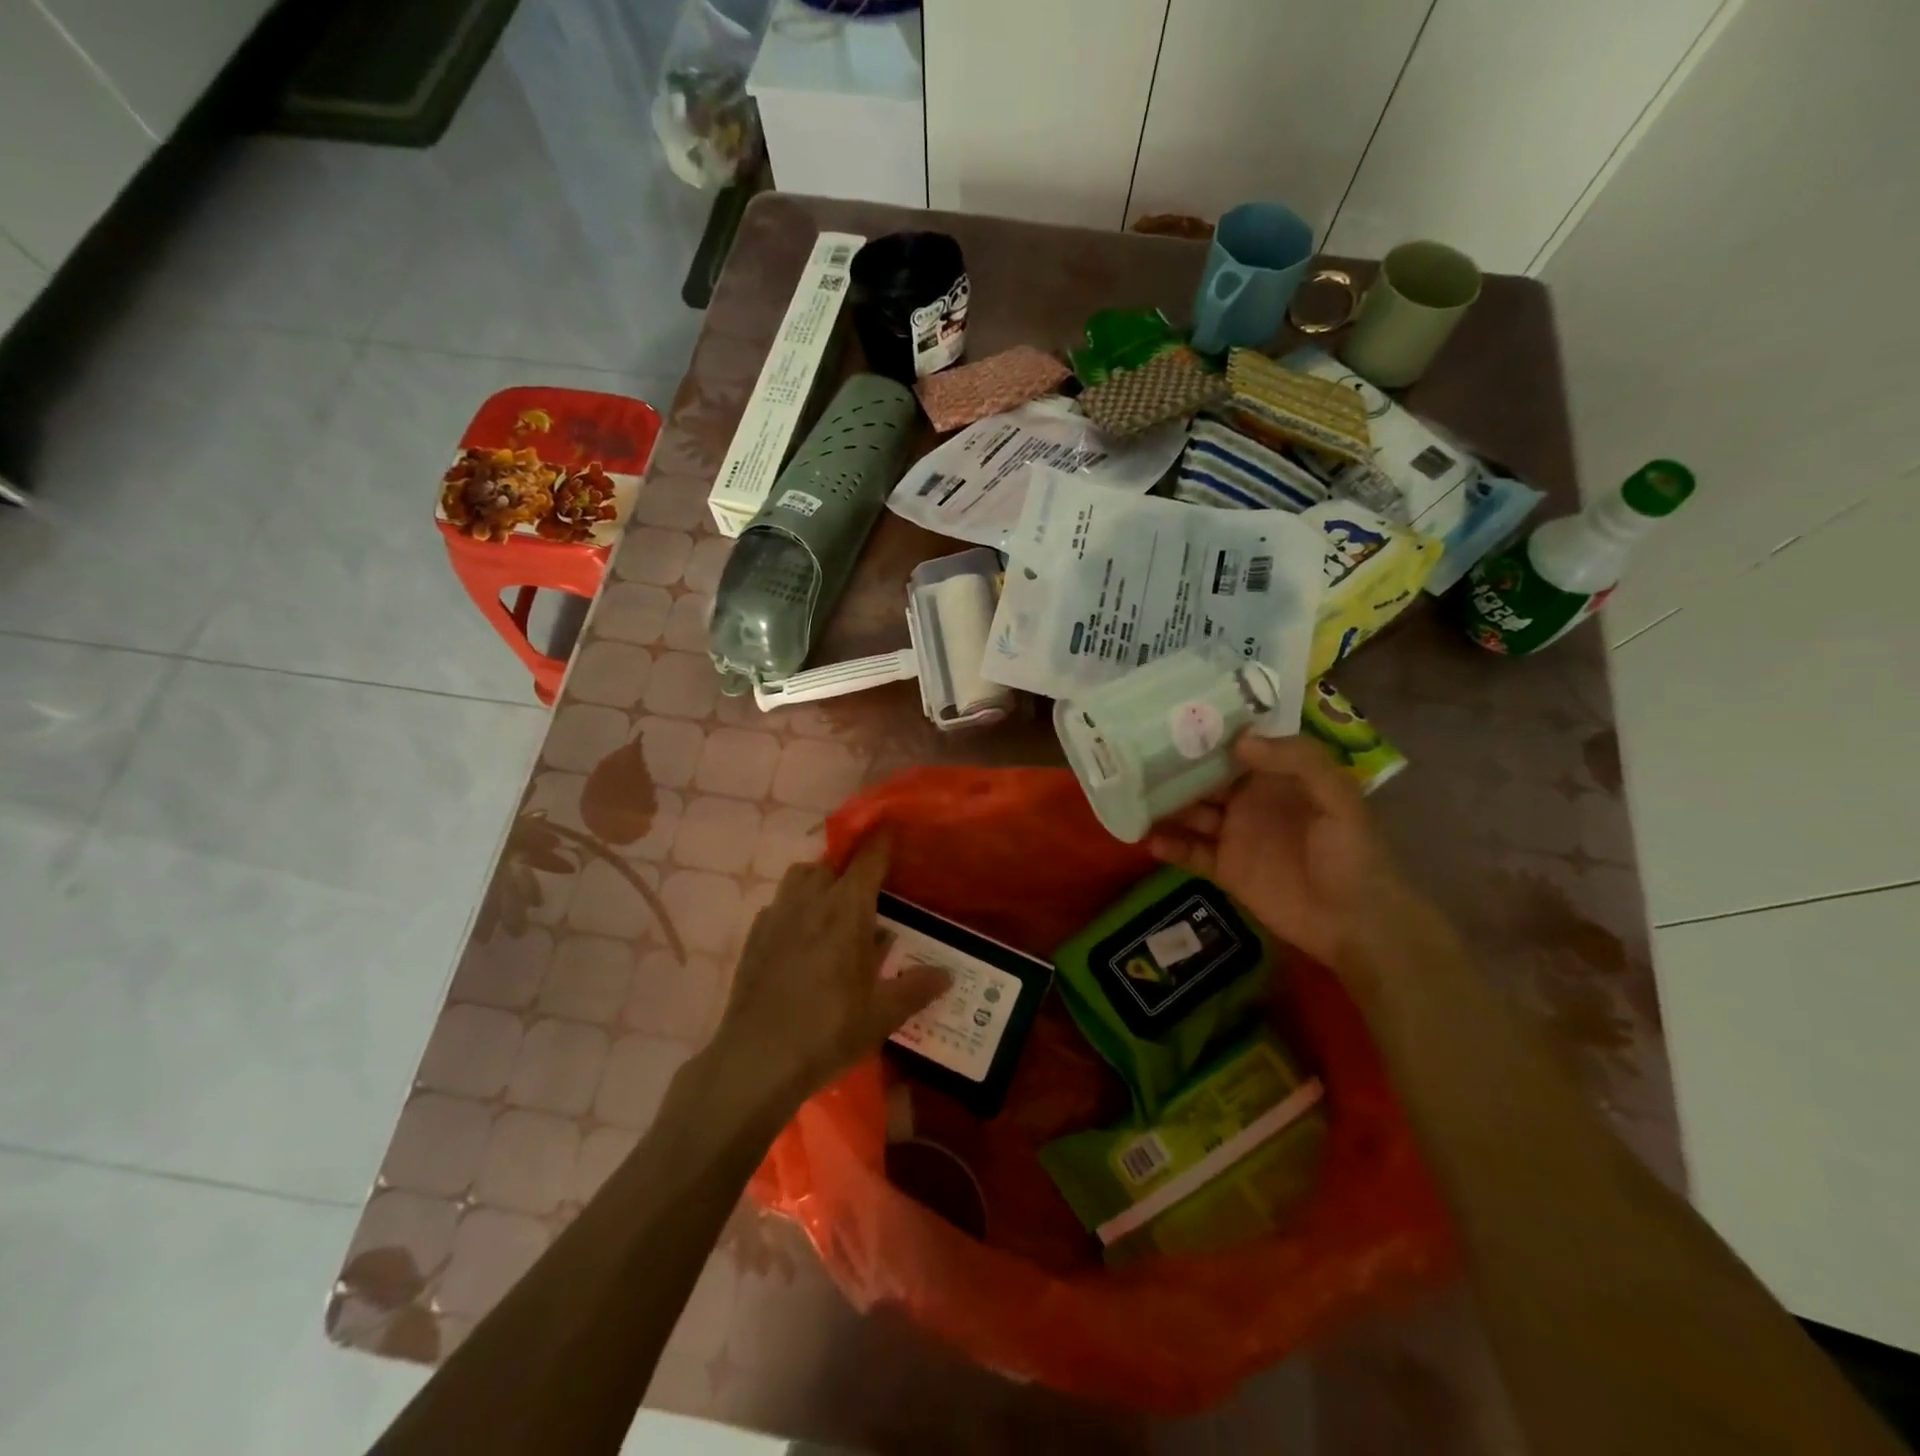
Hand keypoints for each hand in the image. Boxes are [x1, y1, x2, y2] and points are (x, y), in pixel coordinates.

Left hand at [707, 835, 948, 1117]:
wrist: (756, 1060)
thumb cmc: (828, 1031)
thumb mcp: (882, 1015)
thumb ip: (916, 988)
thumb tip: (946, 974)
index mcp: (846, 909)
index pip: (868, 859)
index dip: (882, 840)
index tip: (892, 826)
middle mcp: (810, 901)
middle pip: (830, 864)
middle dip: (848, 868)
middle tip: (867, 892)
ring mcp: (776, 916)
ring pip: (799, 878)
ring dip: (818, 882)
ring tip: (833, 911)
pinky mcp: (754, 937)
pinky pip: (778, 906)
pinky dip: (794, 909)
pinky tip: (802, 940)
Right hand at [1149, 734, 1426, 973]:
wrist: (1356, 924)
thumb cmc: (1353, 855)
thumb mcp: (1339, 799)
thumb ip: (1298, 762)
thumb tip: (1239, 743)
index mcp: (1279, 777)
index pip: (1238, 747)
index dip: (1209, 734)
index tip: (1173, 718)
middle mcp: (1250, 800)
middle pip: (1205, 778)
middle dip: (1174, 767)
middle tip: (1135, 756)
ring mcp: (1235, 835)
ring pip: (1191, 813)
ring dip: (1164, 805)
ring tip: (1131, 796)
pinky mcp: (1225, 869)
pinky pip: (1190, 853)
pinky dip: (1169, 846)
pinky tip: (1150, 840)